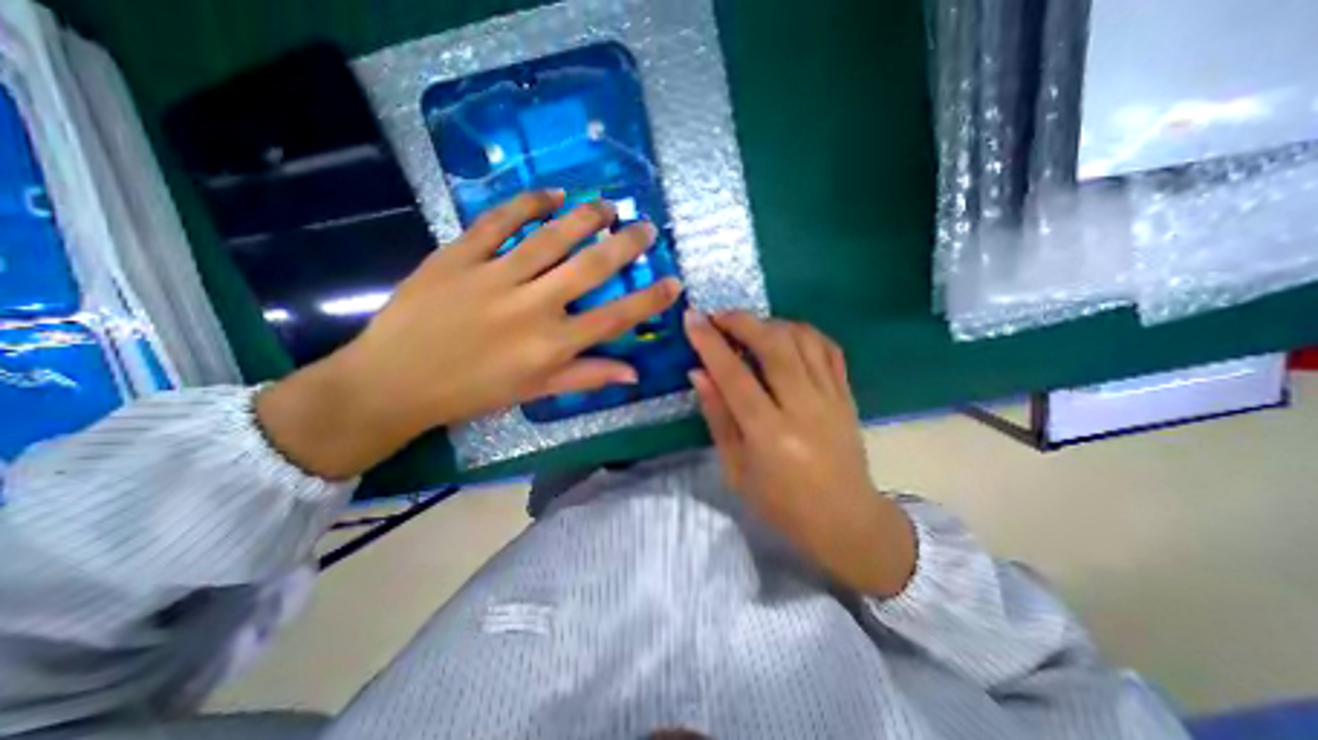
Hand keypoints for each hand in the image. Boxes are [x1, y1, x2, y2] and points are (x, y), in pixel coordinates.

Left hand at [254, 190, 678, 478]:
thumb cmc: (471, 392)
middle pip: (590, 268)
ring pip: (551, 237)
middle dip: (626, 245)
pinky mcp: (458, 255)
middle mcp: (532, 307)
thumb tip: (633, 373)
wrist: (393, 382)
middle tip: (645, 227)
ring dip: (586, 217)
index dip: (649, 299)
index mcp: (551, 345)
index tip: (673, 281)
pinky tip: (551, 194)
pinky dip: (527, 203)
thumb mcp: (534, 391)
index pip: (615, 317)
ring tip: (608, 205)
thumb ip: (586, 377)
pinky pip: (498, 221)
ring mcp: (494, 277)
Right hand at [681, 308, 918, 594]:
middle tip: (719, 316)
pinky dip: (803, 332)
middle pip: (774, 346)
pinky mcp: (847, 395)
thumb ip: (718, 417)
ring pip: (803, 340)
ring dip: (771, 323)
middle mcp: (803, 409)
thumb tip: (699, 374)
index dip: (710, 343)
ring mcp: (831, 398)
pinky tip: (785, 335)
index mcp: (770, 435)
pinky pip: (828, 349)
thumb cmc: (781, 504)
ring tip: (749, 326)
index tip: (692, 318)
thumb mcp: (736, 470)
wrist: (846, 521)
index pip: (734, 376)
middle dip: (742, 321)